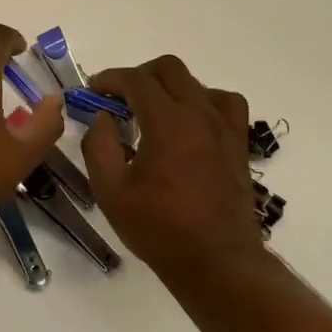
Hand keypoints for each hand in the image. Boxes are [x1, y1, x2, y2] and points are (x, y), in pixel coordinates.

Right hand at [81, 55, 261, 274]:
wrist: (217, 261)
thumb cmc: (159, 228)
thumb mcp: (111, 191)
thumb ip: (99, 146)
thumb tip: (102, 117)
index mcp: (167, 123)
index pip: (136, 80)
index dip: (110, 79)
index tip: (92, 90)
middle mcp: (199, 115)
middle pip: (169, 69)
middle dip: (139, 75)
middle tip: (119, 98)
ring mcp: (224, 128)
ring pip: (197, 83)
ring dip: (170, 87)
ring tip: (153, 111)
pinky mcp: (238, 144)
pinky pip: (226, 104)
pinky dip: (204, 101)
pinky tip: (191, 122)